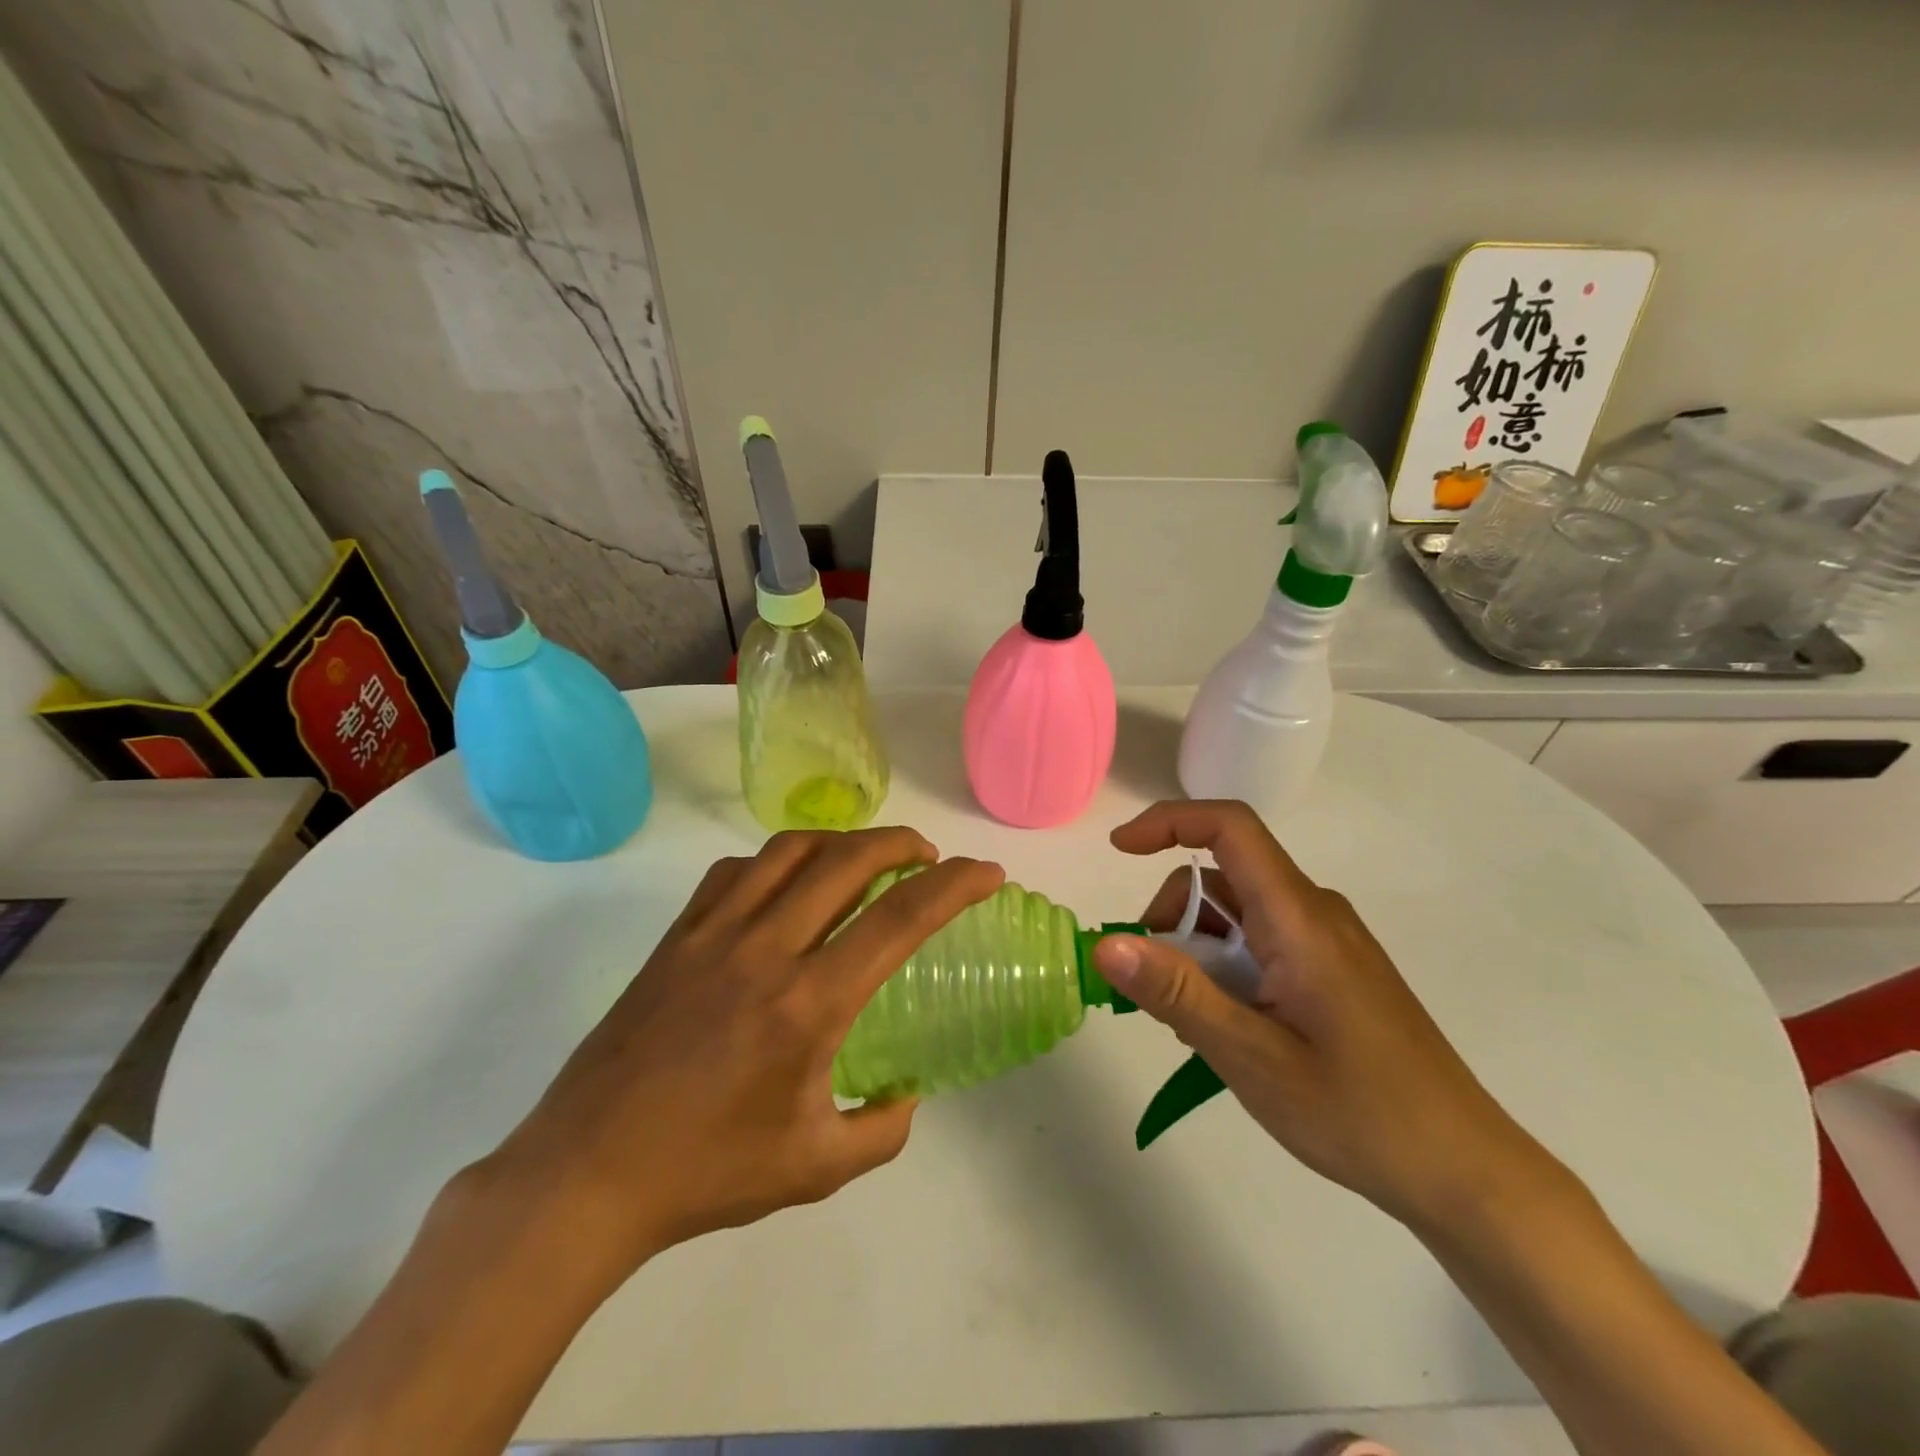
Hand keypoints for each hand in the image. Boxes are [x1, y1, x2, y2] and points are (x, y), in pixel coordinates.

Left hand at [486, 828, 1004, 1278]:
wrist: (586, 1174)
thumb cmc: (706, 1172)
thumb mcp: (815, 1167)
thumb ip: (882, 1131)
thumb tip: (905, 1094)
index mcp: (808, 1003)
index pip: (899, 920)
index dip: (954, 886)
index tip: (986, 873)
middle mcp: (765, 949)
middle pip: (847, 860)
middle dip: (901, 843)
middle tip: (927, 857)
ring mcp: (714, 933)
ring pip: (789, 849)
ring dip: (841, 841)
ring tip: (863, 858)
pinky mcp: (676, 936)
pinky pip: (736, 870)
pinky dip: (777, 860)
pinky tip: (786, 884)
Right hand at [1092, 800, 1557, 1229]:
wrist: (1464, 1172)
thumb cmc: (1360, 1114)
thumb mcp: (1251, 1057)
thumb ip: (1176, 994)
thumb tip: (1104, 944)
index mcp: (1299, 918)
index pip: (1229, 828)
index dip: (1167, 821)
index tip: (1118, 850)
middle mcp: (1315, 912)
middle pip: (1222, 879)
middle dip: (1172, 918)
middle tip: (1156, 991)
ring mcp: (1328, 941)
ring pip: (1238, 914)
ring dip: (1197, 951)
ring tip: (1198, 1026)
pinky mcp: (1334, 969)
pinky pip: (1262, 942)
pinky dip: (1226, 968)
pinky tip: (1231, 1029)